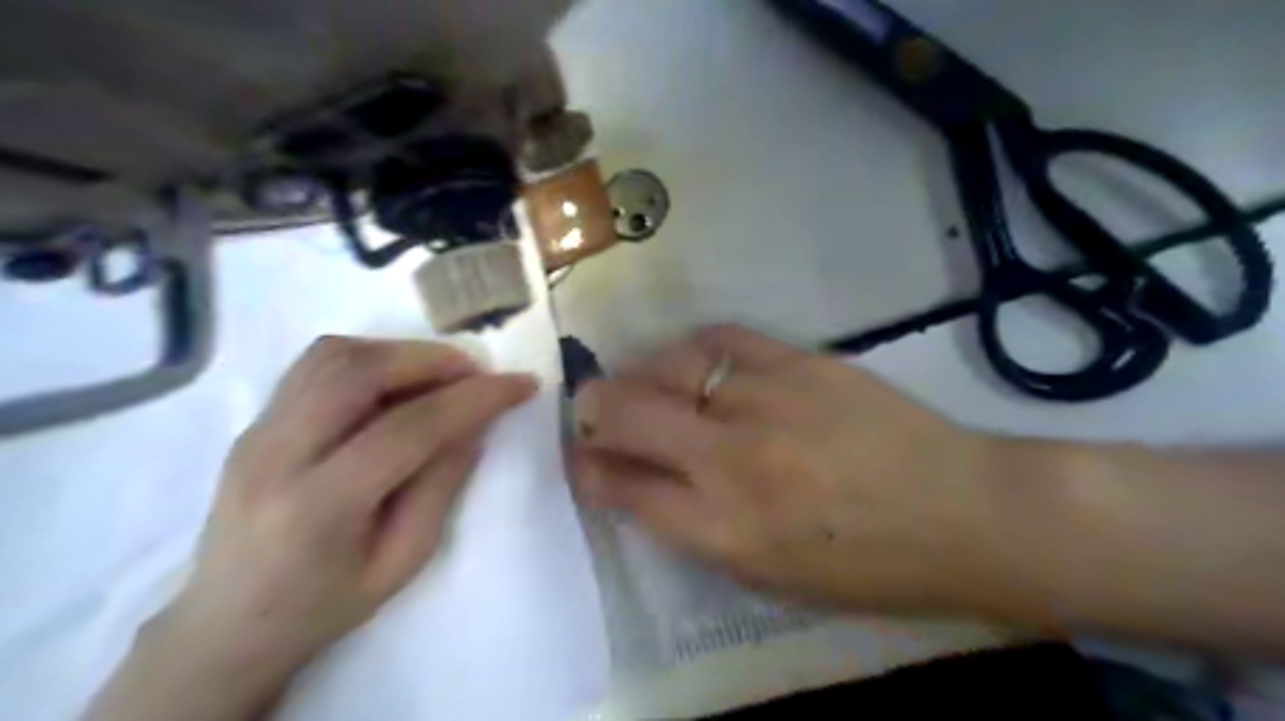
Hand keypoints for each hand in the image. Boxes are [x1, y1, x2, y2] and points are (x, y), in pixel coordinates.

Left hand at [164, 336, 537, 678]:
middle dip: (433, 359)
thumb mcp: (403, 560)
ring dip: (400, 352)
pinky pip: (316, 365)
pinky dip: (370, 357)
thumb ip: (441, 485)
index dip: (474, 399)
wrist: (226, 624)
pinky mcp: (254, 421)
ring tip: (441, 375)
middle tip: (478, 373)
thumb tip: (474, 423)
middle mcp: (277, 455)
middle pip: (359, 371)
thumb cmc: (325, 605)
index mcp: (319, 507)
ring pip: (333, 355)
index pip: (409, 428)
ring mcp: (256, 431)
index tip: (521, 384)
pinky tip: (396, 381)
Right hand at [571, 324, 1015, 612]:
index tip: (582, 457)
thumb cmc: (864, 565)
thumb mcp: (767, 576)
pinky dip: (693, 345)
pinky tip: (692, 357)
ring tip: (645, 381)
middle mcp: (732, 460)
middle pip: (628, 414)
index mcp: (723, 529)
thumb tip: (641, 484)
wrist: (959, 512)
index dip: (590, 469)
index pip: (623, 487)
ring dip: (642, 375)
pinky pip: (722, 337)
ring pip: (669, 367)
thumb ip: (695, 529)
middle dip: (594, 409)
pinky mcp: (801, 362)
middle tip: (594, 408)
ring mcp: (766, 402)